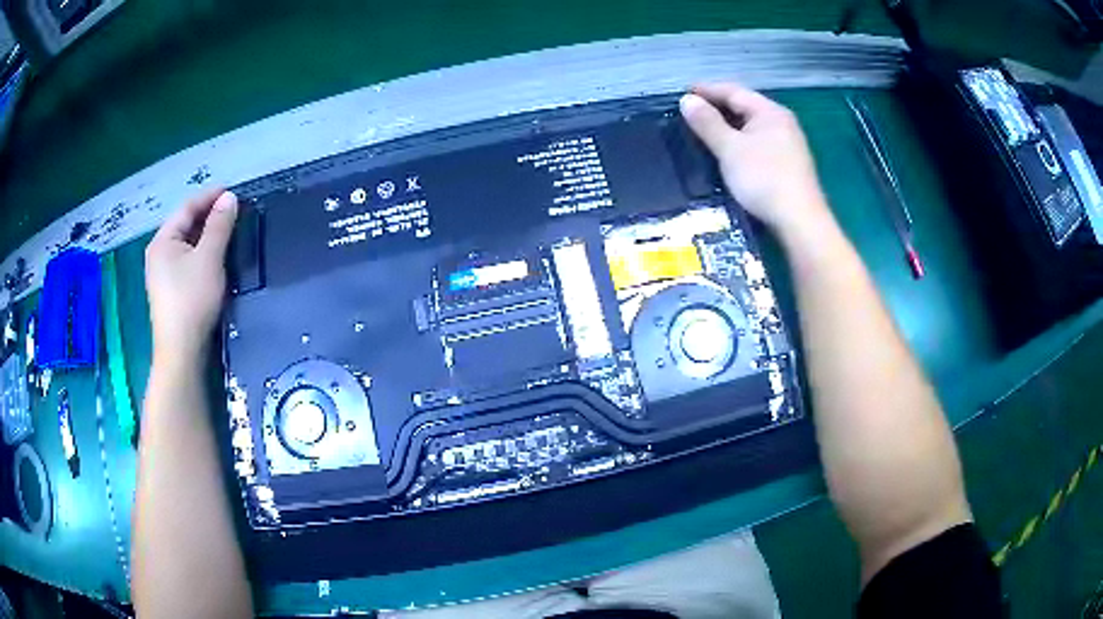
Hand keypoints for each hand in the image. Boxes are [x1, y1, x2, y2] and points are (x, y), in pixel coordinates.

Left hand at [145, 188, 237, 362]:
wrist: (181, 351)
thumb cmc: (192, 299)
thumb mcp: (209, 258)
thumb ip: (219, 226)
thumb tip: (229, 198)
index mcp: (162, 240)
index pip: (187, 208)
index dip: (209, 197)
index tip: (232, 192)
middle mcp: (158, 253)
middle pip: (184, 225)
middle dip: (207, 215)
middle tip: (232, 211)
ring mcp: (161, 274)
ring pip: (185, 244)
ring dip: (205, 234)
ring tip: (226, 231)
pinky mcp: (169, 291)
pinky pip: (185, 260)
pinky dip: (200, 252)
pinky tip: (213, 257)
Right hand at [679, 83, 833, 243]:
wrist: (799, 221)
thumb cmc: (763, 179)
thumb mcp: (729, 148)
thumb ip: (708, 123)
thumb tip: (687, 100)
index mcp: (770, 112)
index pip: (733, 91)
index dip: (706, 90)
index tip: (682, 94)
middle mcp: (782, 123)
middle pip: (744, 107)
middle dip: (717, 107)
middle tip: (690, 113)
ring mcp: (788, 144)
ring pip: (752, 126)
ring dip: (728, 126)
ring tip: (704, 132)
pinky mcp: (788, 164)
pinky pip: (758, 143)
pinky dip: (739, 142)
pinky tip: (728, 152)